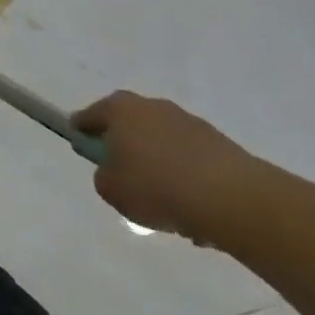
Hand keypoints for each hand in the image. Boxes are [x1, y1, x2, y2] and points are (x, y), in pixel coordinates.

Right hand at [74, 91, 262, 244]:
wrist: (231, 199)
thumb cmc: (156, 187)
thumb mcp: (111, 189)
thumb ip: (104, 176)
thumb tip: (115, 171)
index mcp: (120, 109)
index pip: (90, 116)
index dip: (83, 131)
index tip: (83, 146)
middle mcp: (153, 106)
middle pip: (130, 125)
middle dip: (125, 146)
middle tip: (122, 174)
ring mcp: (189, 122)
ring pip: (162, 143)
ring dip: (158, 163)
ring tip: (162, 201)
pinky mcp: (219, 143)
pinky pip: (190, 160)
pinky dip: (186, 177)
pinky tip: (190, 208)